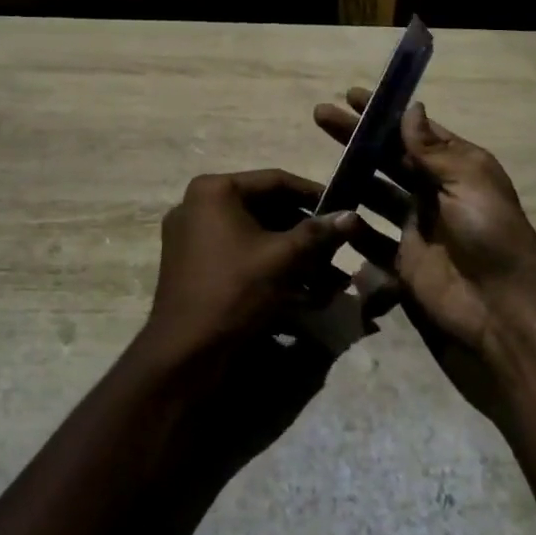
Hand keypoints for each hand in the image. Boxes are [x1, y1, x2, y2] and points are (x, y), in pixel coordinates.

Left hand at [144, 169, 361, 367]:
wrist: (184, 353)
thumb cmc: (234, 292)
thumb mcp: (282, 259)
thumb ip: (317, 233)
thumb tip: (351, 215)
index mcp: (214, 191)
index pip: (275, 181)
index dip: (314, 194)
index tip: (344, 208)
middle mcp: (198, 205)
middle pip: (265, 208)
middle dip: (305, 233)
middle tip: (338, 249)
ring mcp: (191, 235)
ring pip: (254, 234)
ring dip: (292, 254)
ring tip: (328, 279)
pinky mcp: (193, 264)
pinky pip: (239, 253)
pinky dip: (269, 266)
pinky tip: (302, 292)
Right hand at [314, 91, 535, 422]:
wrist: (503, 308)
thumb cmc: (490, 233)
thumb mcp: (467, 180)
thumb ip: (432, 149)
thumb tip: (411, 107)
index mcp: (457, 167)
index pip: (415, 132)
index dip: (385, 113)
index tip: (351, 96)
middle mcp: (435, 192)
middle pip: (389, 158)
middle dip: (358, 138)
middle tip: (321, 116)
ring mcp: (417, 227)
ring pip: (375, 194)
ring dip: (351, 176)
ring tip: (318, 162)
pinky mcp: (403, 261)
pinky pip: (371, 239)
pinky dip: (351, 227)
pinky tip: (329, 211)